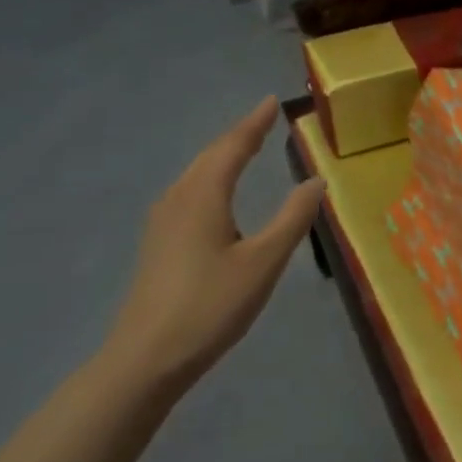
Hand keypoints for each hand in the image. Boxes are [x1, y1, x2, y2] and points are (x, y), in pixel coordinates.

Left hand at [103, 96, 325, 396]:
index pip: (232, 147)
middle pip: (210, 155)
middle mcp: (178, 199)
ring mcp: (163, 222)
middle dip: (238, 135)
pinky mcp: (158, 243)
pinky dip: (211, 176)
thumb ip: (292, 218)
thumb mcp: (264, 261)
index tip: (272, 101)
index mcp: (203, 196)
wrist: (145, 360)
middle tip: (264, 119)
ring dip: (223, 155)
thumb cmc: (210, 306)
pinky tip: (217, 192)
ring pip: (196, 174)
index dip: (254, 123)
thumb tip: (316, 180)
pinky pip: (190, 191)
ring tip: (246, 146)